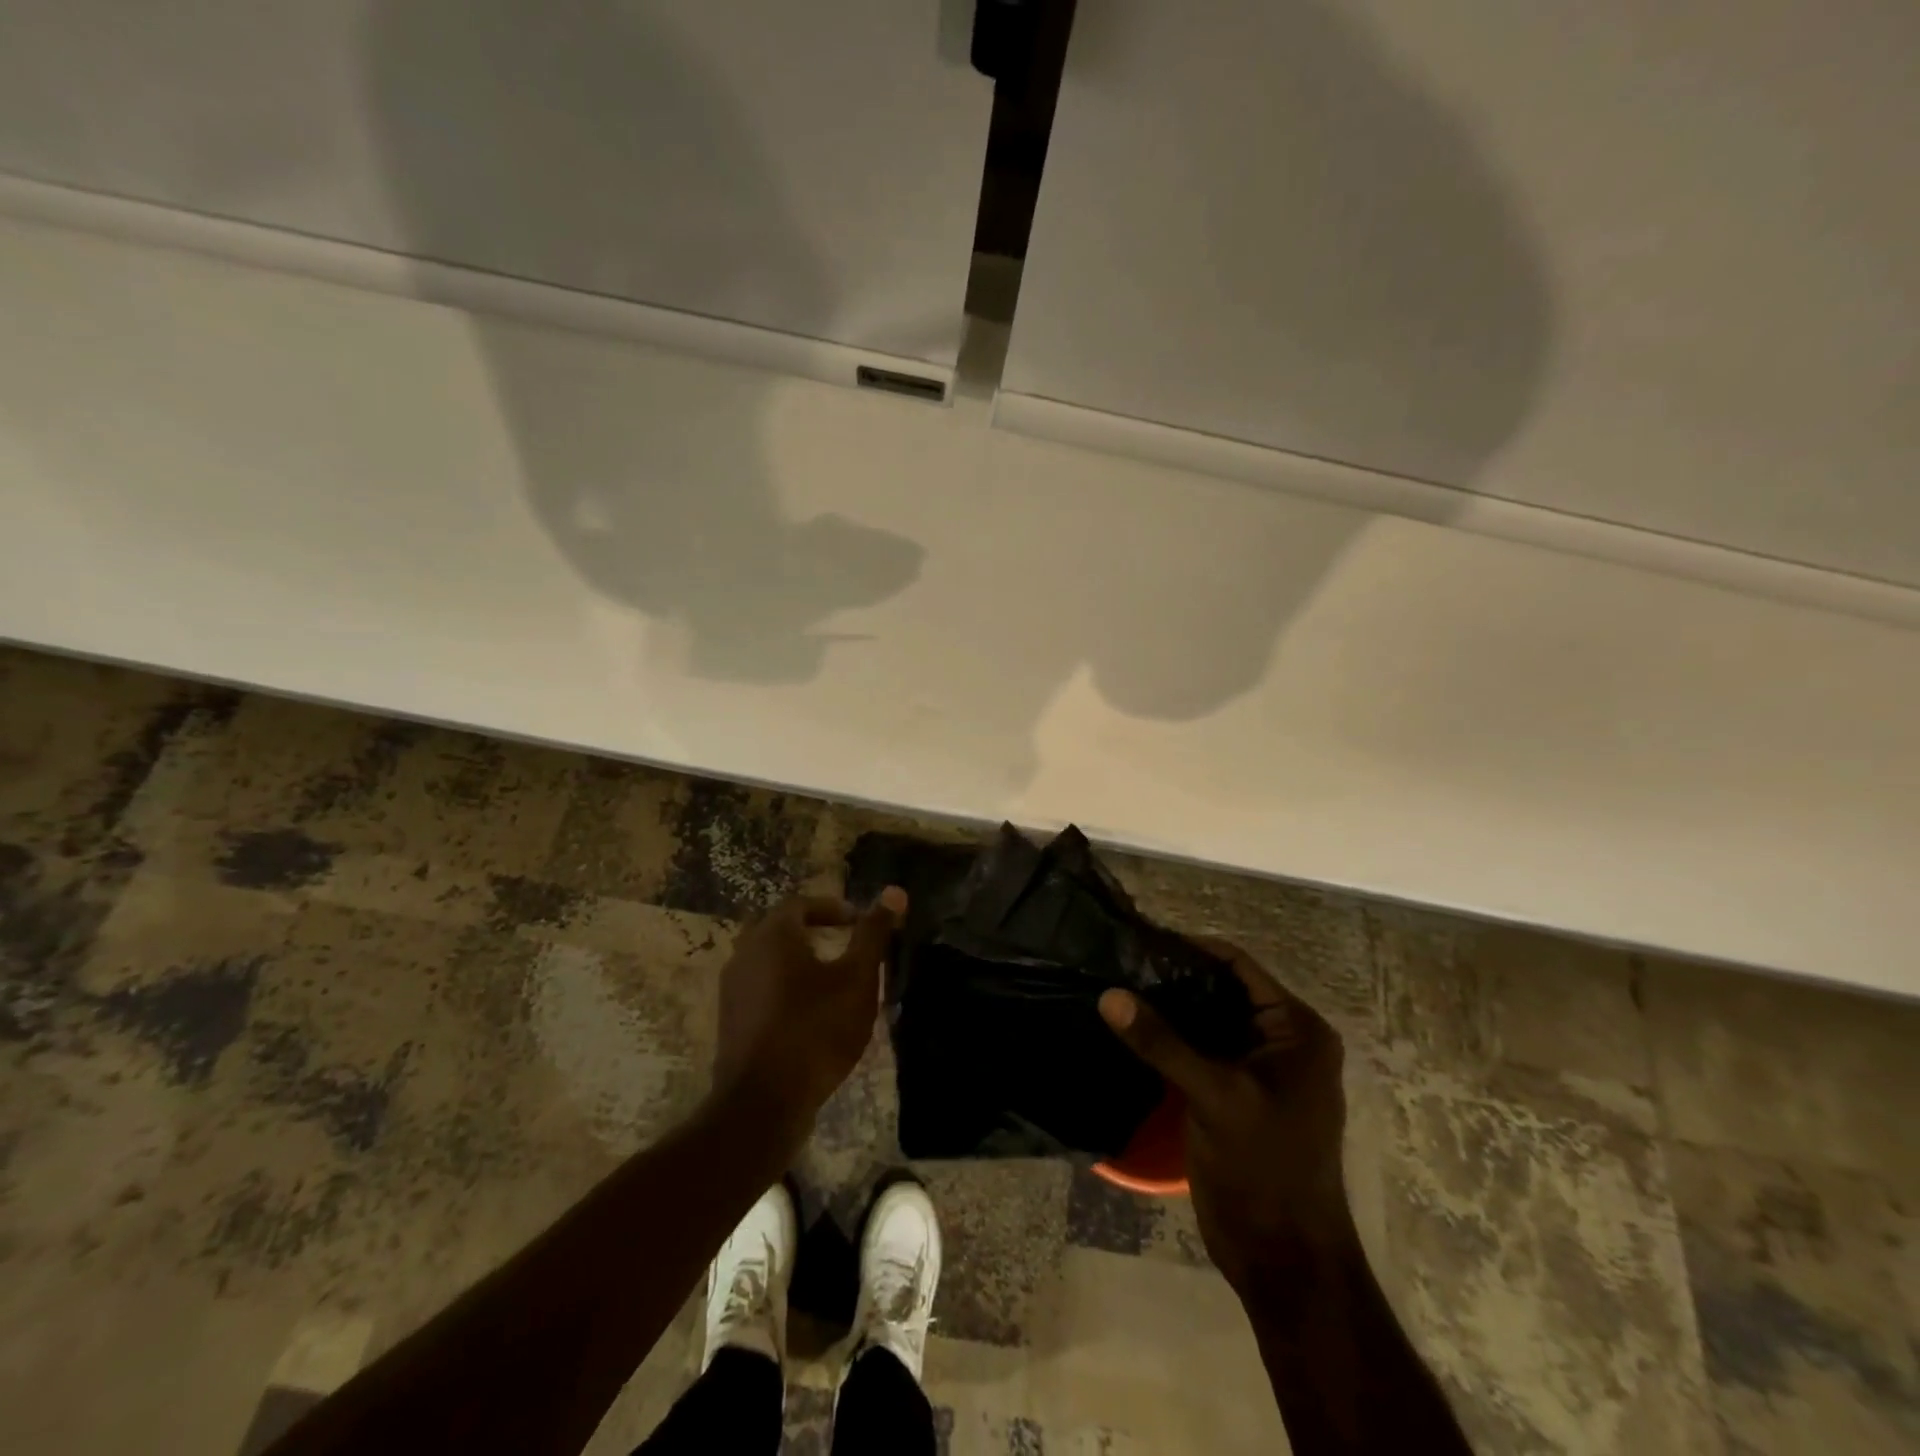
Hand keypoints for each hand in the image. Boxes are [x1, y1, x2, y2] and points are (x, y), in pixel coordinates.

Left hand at [712, 888, 905, 1141]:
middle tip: (846, 943)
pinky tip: (809, 1012)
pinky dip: (784, 987)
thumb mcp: (857, 979)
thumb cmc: (816, 1030)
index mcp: (773, 935)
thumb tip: (895, 891)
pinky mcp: (731, 1021)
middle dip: (814, 930)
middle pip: (781, 929)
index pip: (802, 904)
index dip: (833, 908)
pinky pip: (760, 988)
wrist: (763, 1103)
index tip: (859, 922)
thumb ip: (874, 934)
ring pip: (768, 959)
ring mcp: (732, 989)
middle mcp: (745, 953)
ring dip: (799, 960)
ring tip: (831, 978)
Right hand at [1099, 940, 1348, 1296]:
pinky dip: (1167, 1038)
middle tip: (1118, 961)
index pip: (1237, 966)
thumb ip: (1162, 1043)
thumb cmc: (1265, 1169)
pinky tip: (1128, 1028)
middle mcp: (1279, 1039)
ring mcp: (1255, 1067)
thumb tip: (1109, 994)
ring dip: (1166, 1007)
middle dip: (1172, 977)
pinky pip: (1196, 1049)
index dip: (1190, 948)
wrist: (1282, 1258)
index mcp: (1296, 1029)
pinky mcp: (1231, 1092)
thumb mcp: (1215, 1097)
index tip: (1138, 939)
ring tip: (1115, 986)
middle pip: (1219, 990)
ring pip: (1204, 1019)